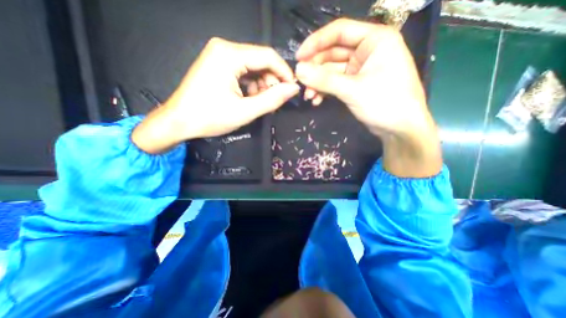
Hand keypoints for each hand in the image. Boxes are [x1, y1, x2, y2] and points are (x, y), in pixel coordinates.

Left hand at [133, 37, 299, 153]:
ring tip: (258, 103)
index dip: (284, 72)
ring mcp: (219, 55)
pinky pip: (243, 71)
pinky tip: (248, 99)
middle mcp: (224, 48)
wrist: (178, 122)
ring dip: (261, 85)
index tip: (292, 90)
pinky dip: (251, 85)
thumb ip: (272, 99)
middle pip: (260, 61)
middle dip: (271, 81)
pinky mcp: (218, 65)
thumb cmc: (210, 117)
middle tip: (273, 101)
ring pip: (253, 67)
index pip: (268, 56)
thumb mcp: (245, 111)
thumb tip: (293, 89)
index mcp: (229, 55)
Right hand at [296, 18, 441, 176]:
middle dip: (316, 69)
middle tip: (301, 82)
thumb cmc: (385, 103)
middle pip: (333, 53)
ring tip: (308, 96)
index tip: (298, 57)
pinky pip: (336, 83)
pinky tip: (317, 100)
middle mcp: (367, 50)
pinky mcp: (356, 84)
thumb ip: (324, 80)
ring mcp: (361, 68)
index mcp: (374, 39)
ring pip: (332, 71)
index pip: (339, 31)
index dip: (316, 43)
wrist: (400, 129)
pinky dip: (326, 90)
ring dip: (318, 83)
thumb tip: (298, 70)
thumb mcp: (352, 90)